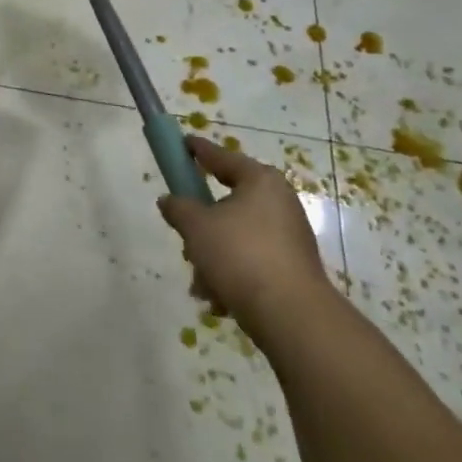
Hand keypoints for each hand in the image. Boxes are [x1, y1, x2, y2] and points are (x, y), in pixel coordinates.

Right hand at [158, 136, 330, 336]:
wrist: (292, 317)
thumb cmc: (240, 255)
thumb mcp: (197, 227)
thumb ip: (178, 208)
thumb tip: (169, 201)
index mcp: (260, 181)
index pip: (221, 156)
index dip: (197, 150)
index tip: (181, 144)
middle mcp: (279, 203)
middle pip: (227, 202)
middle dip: (201, 224)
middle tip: (184, 236)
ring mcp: (289, 237)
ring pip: (236, 236)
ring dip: (212, 256)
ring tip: (201, 283)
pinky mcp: (292, 269)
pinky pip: (251, 261)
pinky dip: (231, 275)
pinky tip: (218, 299)